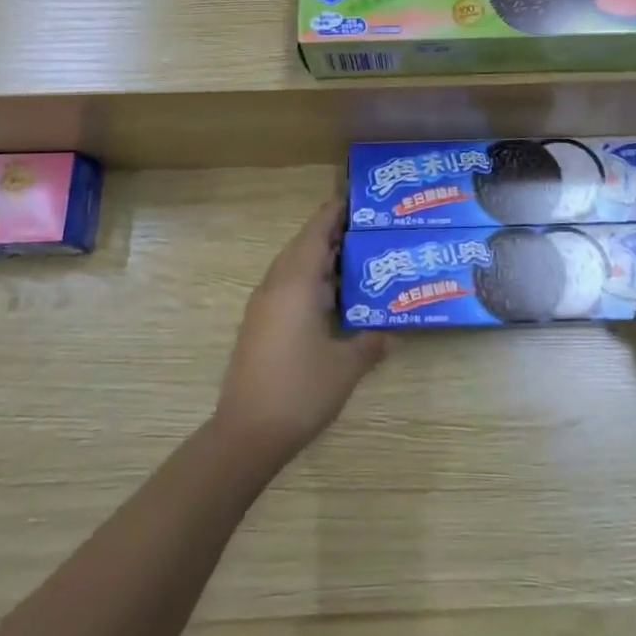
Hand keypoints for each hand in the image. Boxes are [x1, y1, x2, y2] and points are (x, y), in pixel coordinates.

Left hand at [214, 200, 387, 467]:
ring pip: (294, 269)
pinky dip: (310, 283)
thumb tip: (389, 331)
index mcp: (296, 283)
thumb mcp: (346, 366)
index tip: (358, 201)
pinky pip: (287, 289)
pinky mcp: (259, 326)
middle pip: (304, 246)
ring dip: (321, 261)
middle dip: (332, 236)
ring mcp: (264, 307)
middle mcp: (276, 286)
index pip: (316, 232)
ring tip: (356, 261)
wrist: (247, 434)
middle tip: (367, 231)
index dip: (335, 213)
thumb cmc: (300, 390)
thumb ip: (370, 342)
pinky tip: (333, 300)